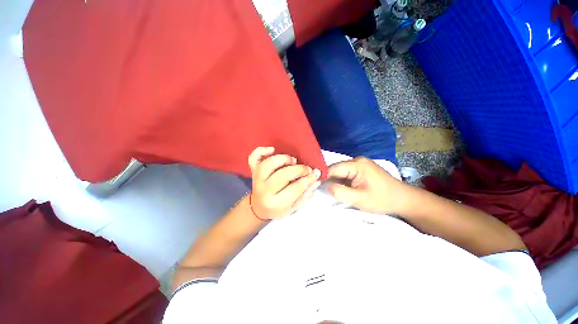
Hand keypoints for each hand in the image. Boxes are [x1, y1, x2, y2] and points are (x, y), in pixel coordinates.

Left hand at [248, 147, 320, 219]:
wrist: (258, 208)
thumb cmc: (278, 209)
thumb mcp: (293, 208)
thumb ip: (305, 195)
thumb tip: (316, 180)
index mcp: (276, 203)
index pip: (295, 188)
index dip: (308, 179)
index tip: (316, 173)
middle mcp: (264, 190)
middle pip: (283, 175)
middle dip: (299, 170)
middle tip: (307, 168)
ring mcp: (257, 179)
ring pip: (268, 164)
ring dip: (283, 159)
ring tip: (293, 160)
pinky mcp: (253, 170)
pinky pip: (253, 157)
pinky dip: (262, 150)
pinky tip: (272, 149)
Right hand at [327, 157, 412, 214]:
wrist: (404, 200)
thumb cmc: (382, 200)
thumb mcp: (359, 199)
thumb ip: (339, 192)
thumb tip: (324, 185)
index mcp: (357, 164)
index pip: (333, 168)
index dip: (323, 176)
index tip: (315, 185)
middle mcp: (357, 160)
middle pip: (336, 168)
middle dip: (328, 178)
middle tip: (321, 189)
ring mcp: (360, 163)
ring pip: (340, 170)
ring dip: (334, 179)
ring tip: (329, 189)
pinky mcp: (362, 168)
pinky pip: (346, 172)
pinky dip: (341, 179)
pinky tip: (339, 186)